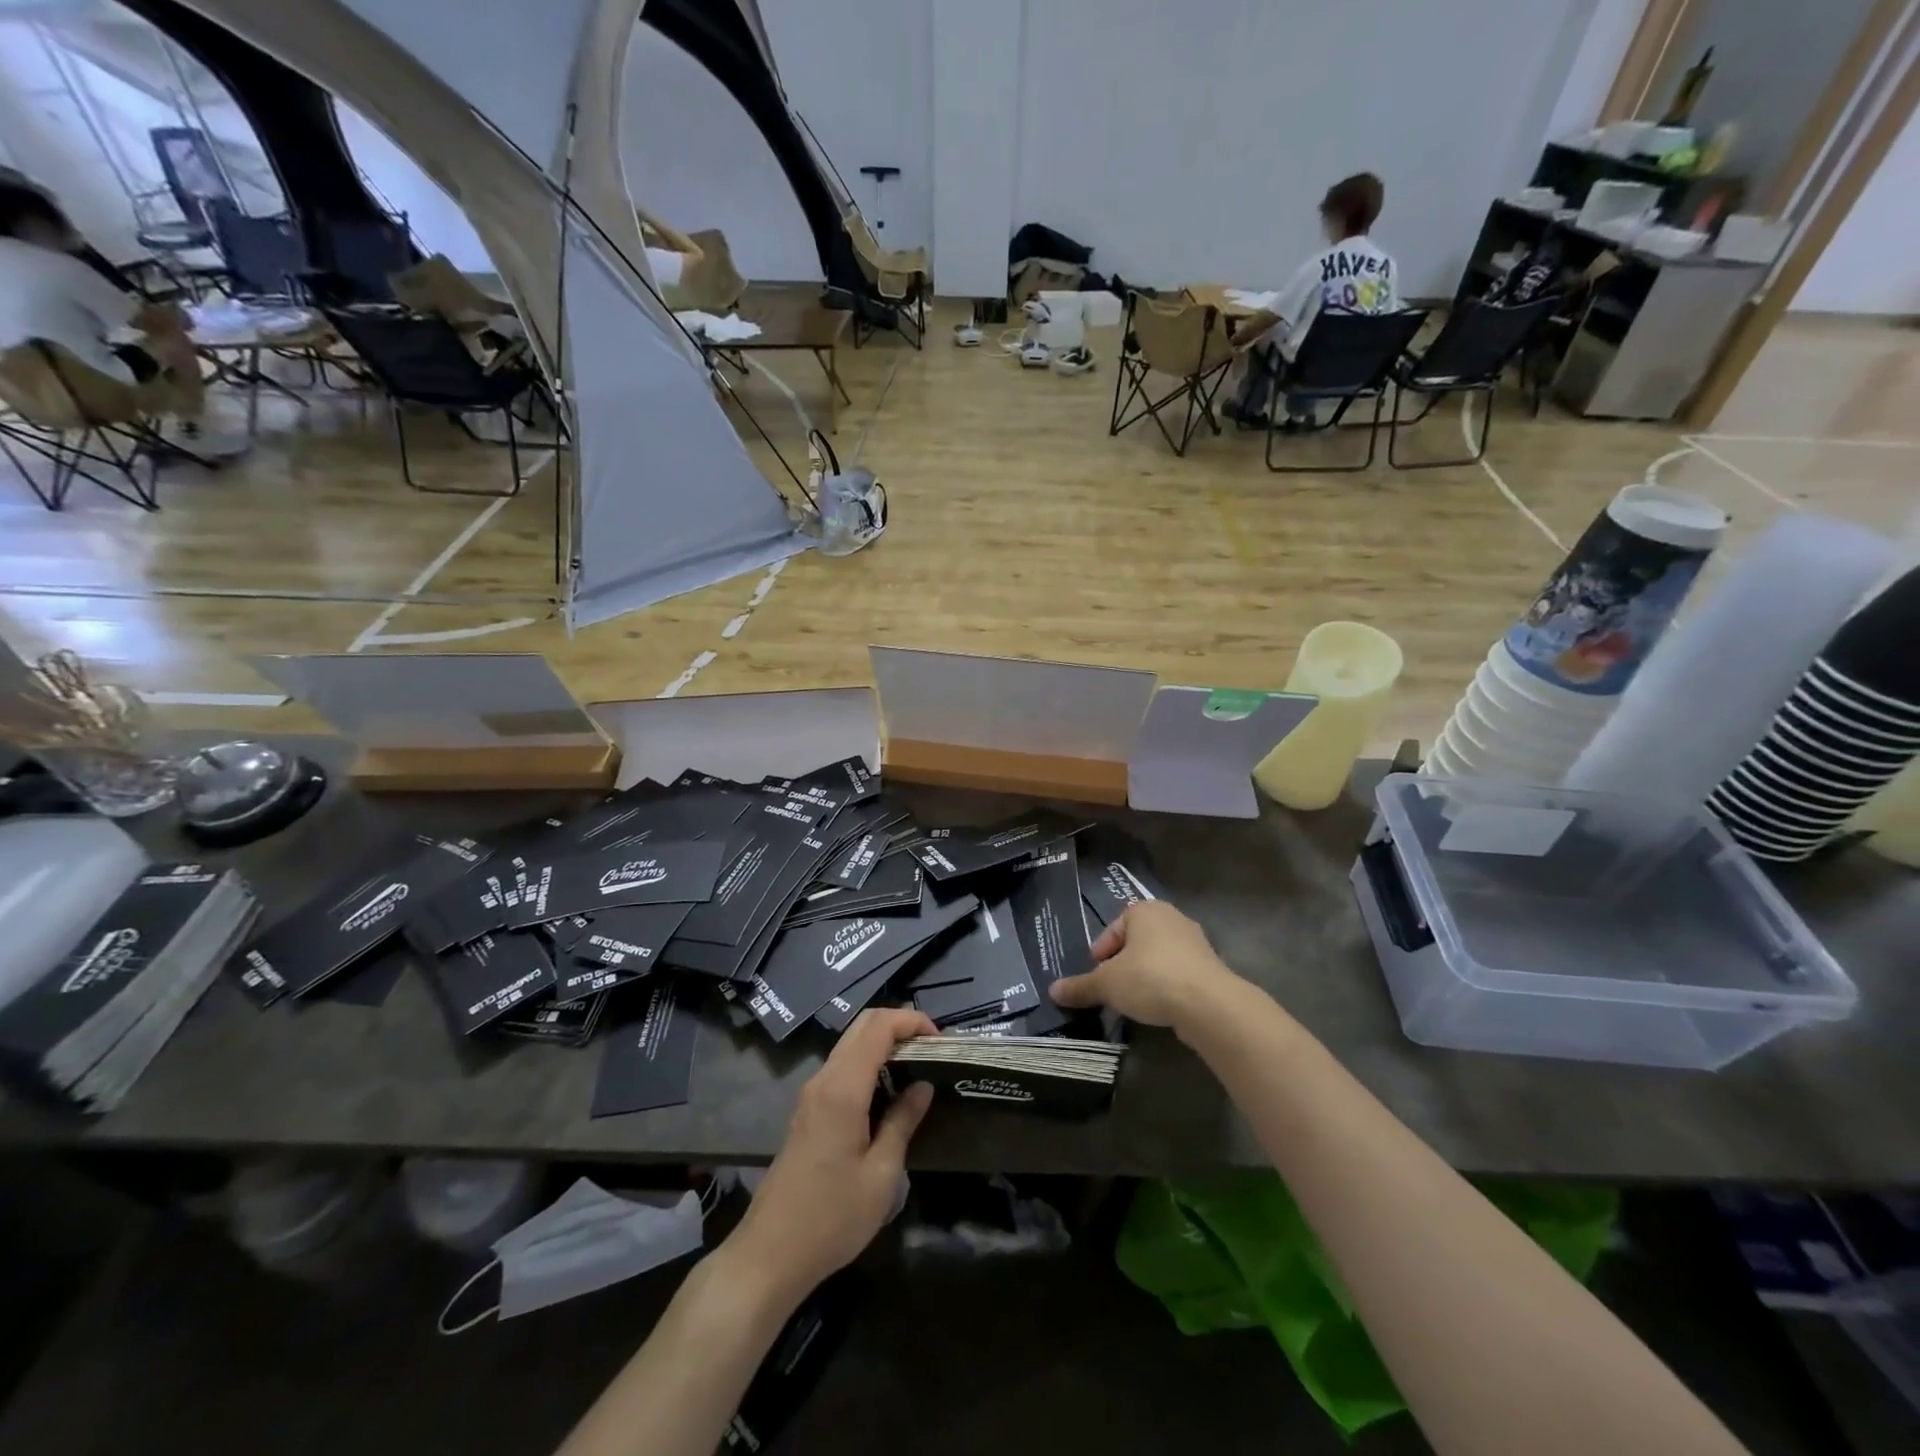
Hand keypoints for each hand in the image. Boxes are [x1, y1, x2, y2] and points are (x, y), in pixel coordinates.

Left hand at [728, 1008, 935, 1302]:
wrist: (769, 1254)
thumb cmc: (832, 1217)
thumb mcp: (881, 1174)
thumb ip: (903, 1122)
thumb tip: (923, 1086)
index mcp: (843, 1089)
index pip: (878, 1026)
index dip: (911, 1021)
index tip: (941, 1040)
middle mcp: (823, 1080)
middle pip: (862, 1026)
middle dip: (899, 1025)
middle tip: (932, 1049)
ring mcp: (811, 1094)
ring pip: (850, 1045)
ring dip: (884, 1043)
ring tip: (917, 1067)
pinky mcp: (807, 1111)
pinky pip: (842, 1067)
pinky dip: (869, 1062)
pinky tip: (888, 1090)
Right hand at [1048, 900, 1239, 1033]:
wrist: (1208, 1004)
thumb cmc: (1150, 978)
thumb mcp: (1107, 984)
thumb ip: (1080, 986)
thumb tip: (1052, 991)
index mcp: (1144, 910)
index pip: (1112, 929)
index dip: (1100, 953)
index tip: (1095, 976)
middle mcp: (1171, 917)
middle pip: (1136, 942)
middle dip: (1122, 964)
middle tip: (1111, 988)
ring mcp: (1195, 941)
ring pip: (1158, 957)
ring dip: (1144, 976)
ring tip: (1133, 1001)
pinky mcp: (1210, 966)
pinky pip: (1178, 973)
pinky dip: (1166, 986)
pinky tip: (1159, 1006)